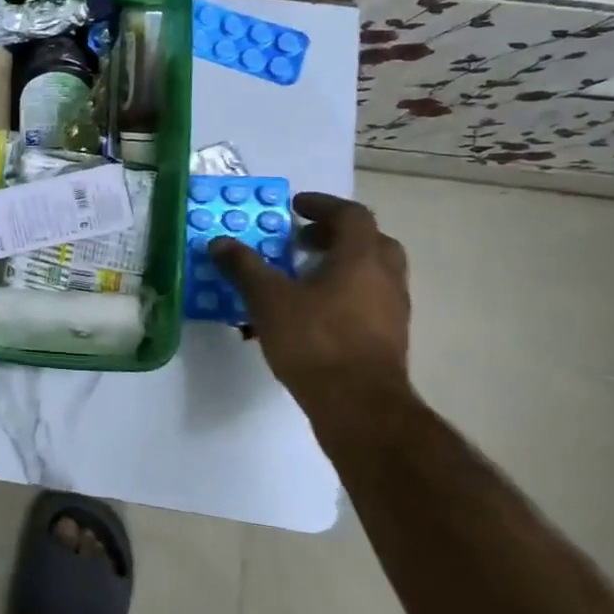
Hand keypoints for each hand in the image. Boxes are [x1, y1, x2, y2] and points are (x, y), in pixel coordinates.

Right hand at [209, 192, 410, 396]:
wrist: (360, 407)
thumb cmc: (316, 341)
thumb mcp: (268, 299)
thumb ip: (244, 267)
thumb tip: (220, 242)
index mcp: (362, 258)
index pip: (351, 215)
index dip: (322, 205)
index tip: (294, 207)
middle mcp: (386, 277)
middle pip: (369, 241)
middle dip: (334, 235)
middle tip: (301, 240)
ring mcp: (393, 310)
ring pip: (371, 272)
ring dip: (339, 265)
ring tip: (301, 277)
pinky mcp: (389, 338)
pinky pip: (368, 300)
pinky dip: (343, 293)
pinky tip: (312, 313)